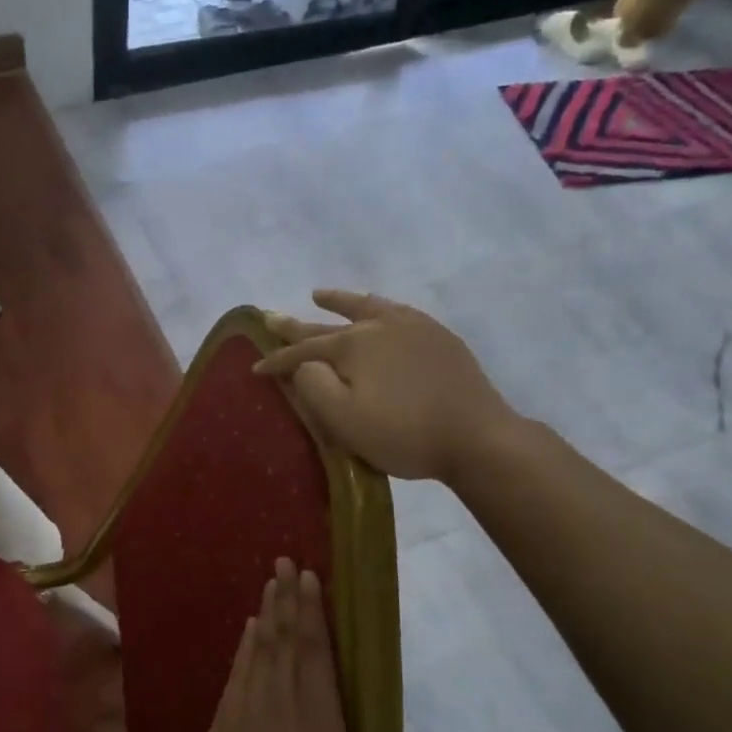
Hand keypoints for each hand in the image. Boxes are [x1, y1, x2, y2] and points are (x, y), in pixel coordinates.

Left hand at [173, 559, 425, 731]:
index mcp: (315, 717)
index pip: (315, 651)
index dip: (314, 612)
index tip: (310, 576)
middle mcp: (279, 699)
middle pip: (285, 637)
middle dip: (288, 597)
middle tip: (286, 561)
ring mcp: (247, 707)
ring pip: (260, 647)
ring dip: (267, 613)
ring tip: (270, 584)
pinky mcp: (223, 721)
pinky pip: (239, 669)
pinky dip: (245, 645)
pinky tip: (247, 632)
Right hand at [255, 289, 520, 483]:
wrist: (476, 437)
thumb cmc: (403, 433)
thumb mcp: (345, 419)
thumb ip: (314, 386)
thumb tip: (302, 364)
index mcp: (353, 345)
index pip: (303, 351)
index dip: (277, 360)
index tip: (256, 369)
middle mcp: (379, 325)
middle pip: (329, 324)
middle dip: (296, 325)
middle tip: (271, 317)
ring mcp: (413, 326)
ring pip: (366, 307)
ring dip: (339, 301)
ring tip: (319, 294)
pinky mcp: (438, 336)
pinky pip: (397, 311)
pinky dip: (377, 307)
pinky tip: (379, 309)